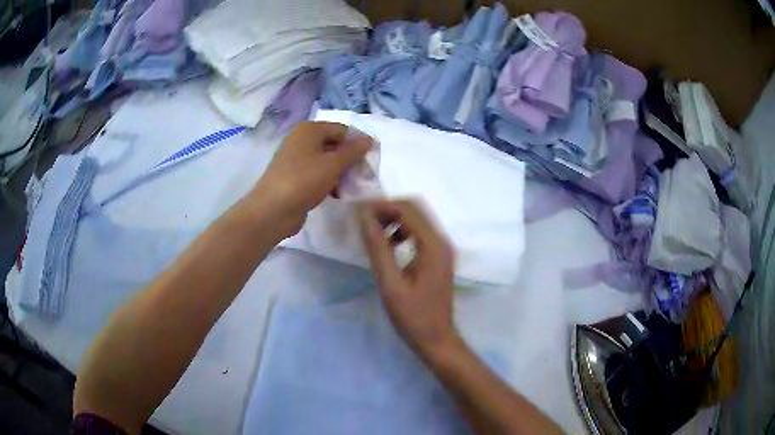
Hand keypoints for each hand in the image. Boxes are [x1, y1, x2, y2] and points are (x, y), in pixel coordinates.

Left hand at [252, 121, 371, 237]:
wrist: (272, 210)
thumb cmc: (304, 181)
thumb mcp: (333, 164)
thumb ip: (353, 151)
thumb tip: (368, 140)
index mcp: (309, 130)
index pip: (342, 129)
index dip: (358, 142)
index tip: (372, 159)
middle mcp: (301, 139)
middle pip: (334, 144)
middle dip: (350, 159)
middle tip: (363, 175)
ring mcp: (296, 158)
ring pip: (326, 160)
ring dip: (341, 172)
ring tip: (350, 187)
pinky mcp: (294, 176)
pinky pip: (317, 173)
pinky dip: (328, 181)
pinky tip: (336, 194)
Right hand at [358, 200, 457, 356]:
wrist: (436, 339)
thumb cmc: (412, 316)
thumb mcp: (390, 284)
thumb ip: (378, 248)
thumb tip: (363, 217)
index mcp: (433, 246)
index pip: (407, 210)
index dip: (381, 205)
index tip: (357, 209)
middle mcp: (442, 241)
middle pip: (415, 209)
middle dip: (388, 208)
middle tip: (363, 217)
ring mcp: (443, 248)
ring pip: (418, 219)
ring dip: (395, 218)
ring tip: (373, 230)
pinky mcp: (439, 256)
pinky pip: (420, 232)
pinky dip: (403, 230)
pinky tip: (389, 243)